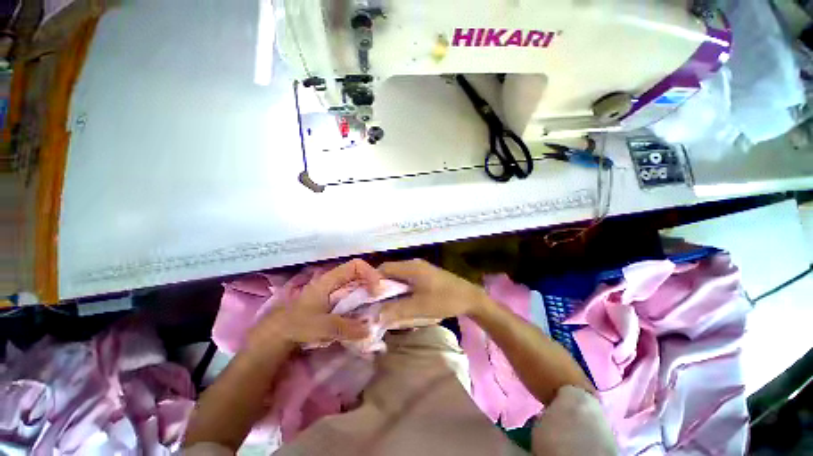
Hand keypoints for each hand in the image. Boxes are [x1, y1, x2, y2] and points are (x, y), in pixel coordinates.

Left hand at [247, 259, 383, 348]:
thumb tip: (369, 329)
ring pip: (354, 284)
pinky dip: (359, 301)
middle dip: (371, 282)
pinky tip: (361, 313)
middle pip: (358, 273)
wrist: (276, 334)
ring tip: (373, 306)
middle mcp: (332, 281)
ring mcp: (331, 290)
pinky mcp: (330, 301)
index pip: (356, 265)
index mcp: (330, 280)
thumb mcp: (322, 326)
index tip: (376, 289)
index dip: (370, 273)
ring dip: (366, 292)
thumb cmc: (297, 325)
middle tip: (380, 298)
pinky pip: (350, 295)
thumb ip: (347, 327)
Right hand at [377, 259, 489, 327]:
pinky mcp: (424, 275)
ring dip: (390, 288)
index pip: (384, 268)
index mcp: (411, 267)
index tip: (365, 296)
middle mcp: (413, 264)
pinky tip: (399, 300)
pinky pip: (406, 279)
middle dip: (380, 286)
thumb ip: (396, 310)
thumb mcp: (419, 307)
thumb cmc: (444, 300)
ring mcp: (420, 268)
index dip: (372, 280)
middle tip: (373, 302)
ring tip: (383, 303)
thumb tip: (374, 316)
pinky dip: (399, 288)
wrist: (469, 297)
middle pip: (390, 271)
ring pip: (398, 276)